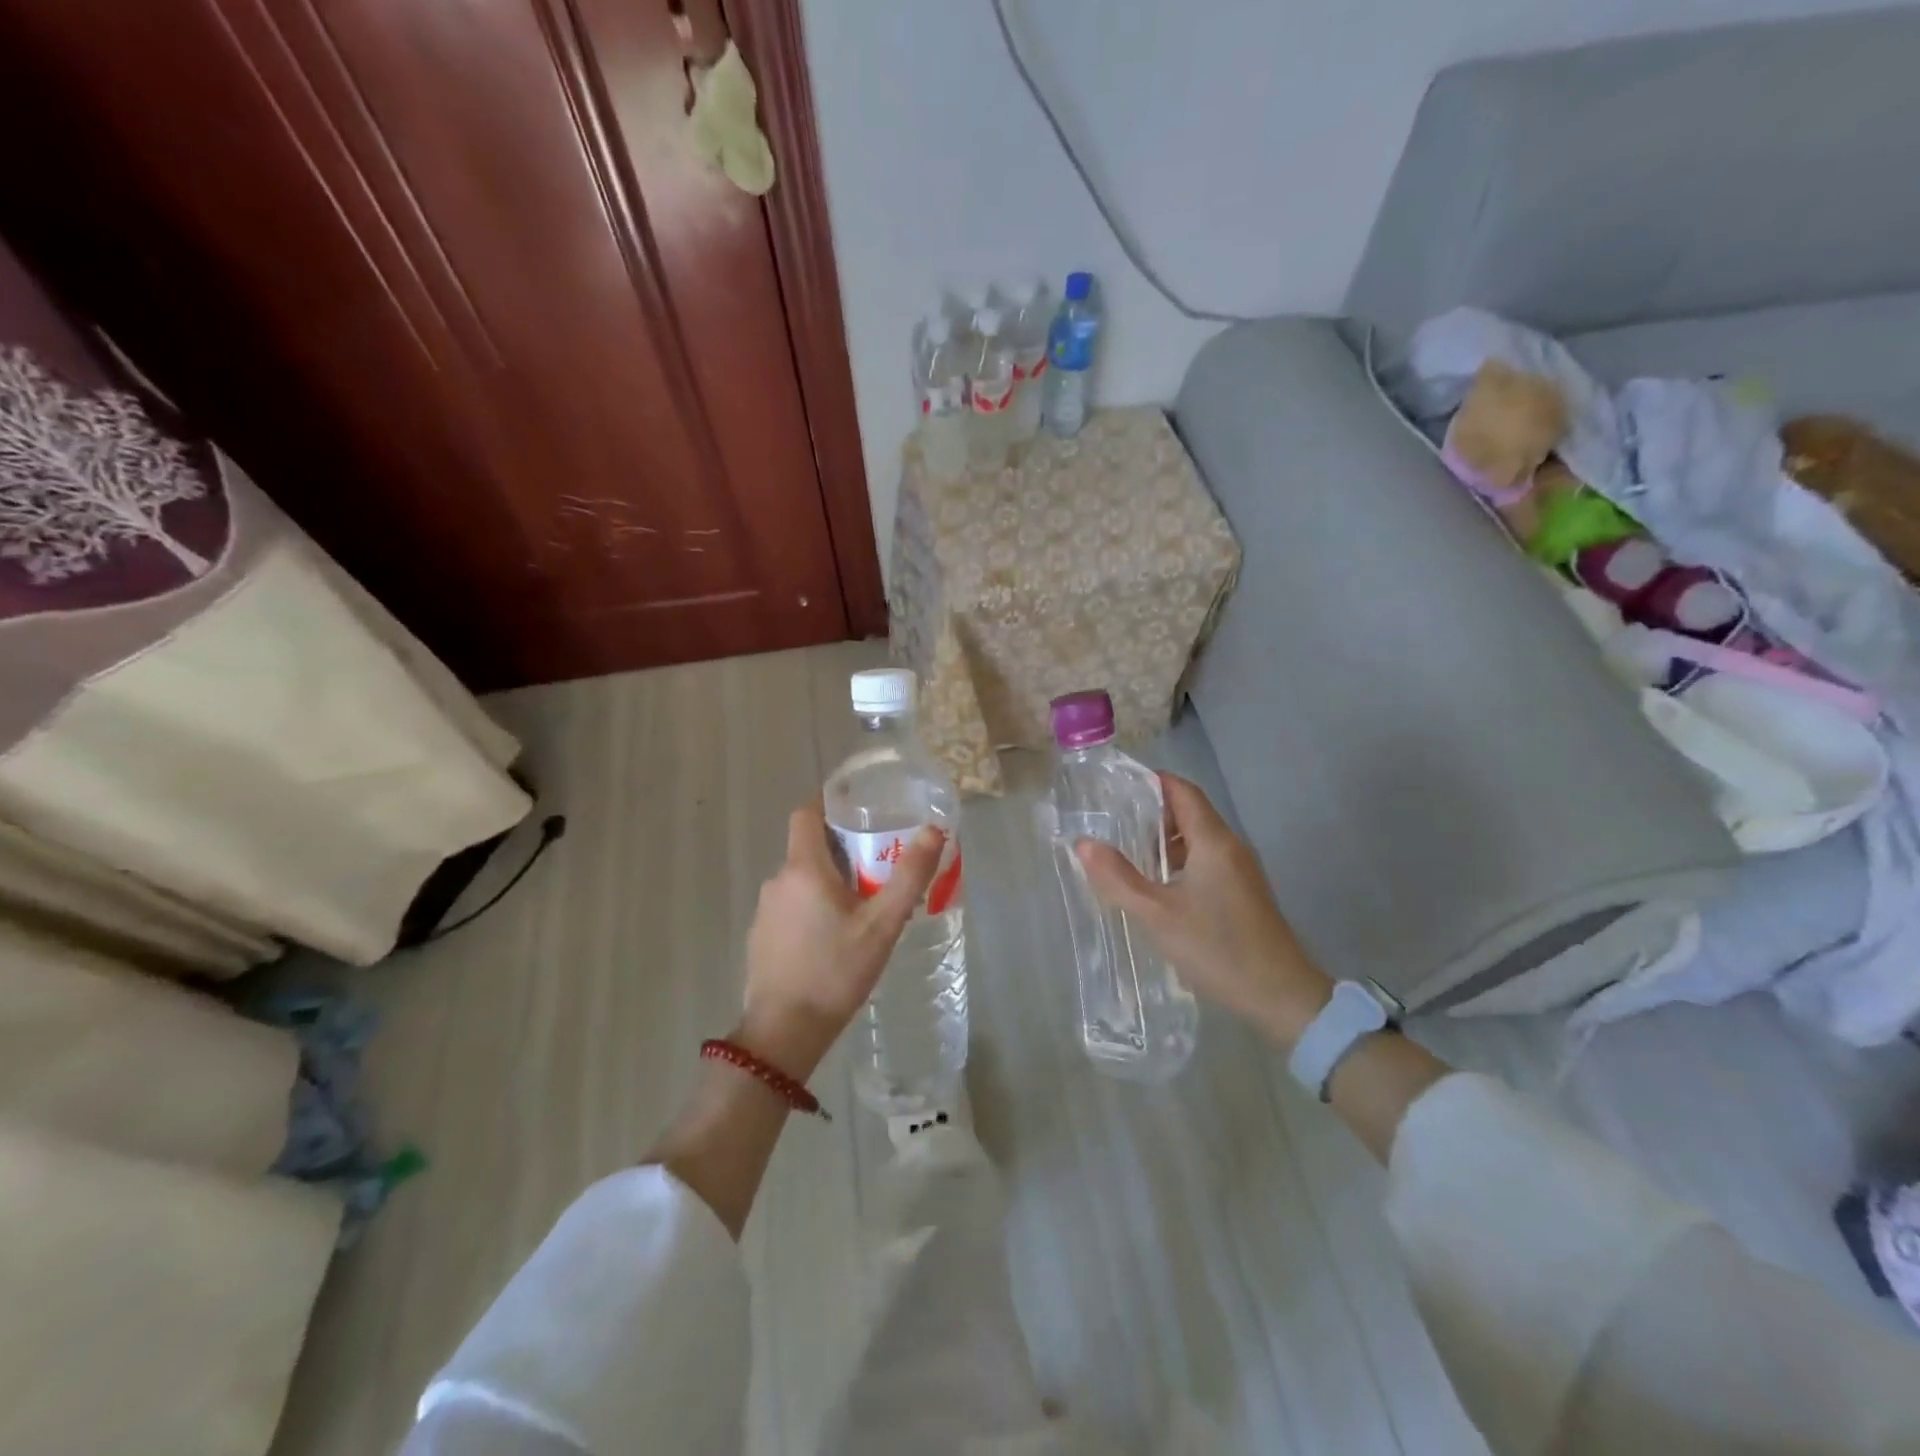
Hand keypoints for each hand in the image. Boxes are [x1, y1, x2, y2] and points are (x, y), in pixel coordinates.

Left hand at [739, 797, 944, 1079]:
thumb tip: (933, 830)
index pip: (806, 813)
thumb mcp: (882, 924)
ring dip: (828, 880)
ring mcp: (765, 911)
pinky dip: (812, 906)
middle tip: (877, 862)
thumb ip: (909, 876)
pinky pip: (791, 906)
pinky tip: (835, 936)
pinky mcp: (762, 937)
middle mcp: (778, 881)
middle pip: (808, 847)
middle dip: (841, 848)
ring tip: (863, 902)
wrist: (784, 1032)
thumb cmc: (836, 971)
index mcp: (804, 868)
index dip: (827, 802)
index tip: (856, 806)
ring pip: (800, 879)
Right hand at [1075, 773, 1331, 1047]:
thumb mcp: (1157, 915)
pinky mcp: (1244, 893)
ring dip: (1164, 841)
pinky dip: (1180, 862)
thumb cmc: (1217, 948)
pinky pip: (1207, 861)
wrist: (1282, 995)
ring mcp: (1241, 871)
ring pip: (1198, 840)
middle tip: (1112, 823)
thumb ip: (1118, 878)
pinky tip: (1158, 887)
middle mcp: (1231, 847)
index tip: (1115, 787)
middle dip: (1151, 813)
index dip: (1150, 783)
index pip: (1182, 791)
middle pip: (1190, 812)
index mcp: (1213, 841)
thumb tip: (1083, 843)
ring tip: (1127, 854)